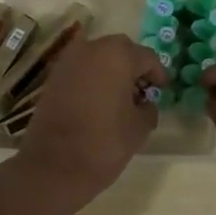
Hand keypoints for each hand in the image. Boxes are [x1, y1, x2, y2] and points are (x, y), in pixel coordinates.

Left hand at [18, 34, 163, 194]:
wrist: (54, 166)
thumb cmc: (104, 143)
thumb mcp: (139, 127)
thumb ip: (149, 108)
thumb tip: (145, 103)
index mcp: (118, 55)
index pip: (147, 57)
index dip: (158, 74)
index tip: (161, 90)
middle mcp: (92, 48)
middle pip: (121, 50)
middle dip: (133, 68)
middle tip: (141, 92)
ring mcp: (68, 60)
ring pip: (99, 57)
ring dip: (112, 71)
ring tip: (120, 98)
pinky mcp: (53, 76)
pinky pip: (81, 69)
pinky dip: (93, 78)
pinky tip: (98, 101)